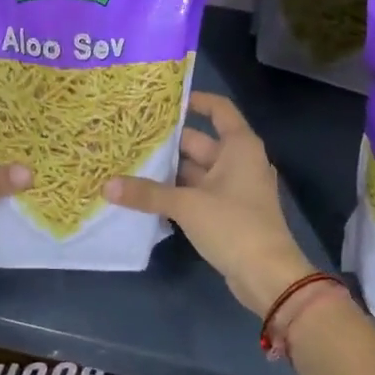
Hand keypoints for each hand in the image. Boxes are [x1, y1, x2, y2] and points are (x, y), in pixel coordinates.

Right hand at [105, 91, 313, 317]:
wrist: (268, 275)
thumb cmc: (234, 225)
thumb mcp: (187, 206)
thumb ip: (148, 193)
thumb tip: (107, 186)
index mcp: (239, 146)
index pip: (219, 109)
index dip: (195, 100)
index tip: (165, 99)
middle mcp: (240, 161)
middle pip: (201, 142)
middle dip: (168, 142)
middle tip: (131, 137)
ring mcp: (235, 189)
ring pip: (197, 171)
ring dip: (169, 171)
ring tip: (131, 164)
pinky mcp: (229, 213)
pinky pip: (199, 194)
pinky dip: (178, 193)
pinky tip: (147, 196)